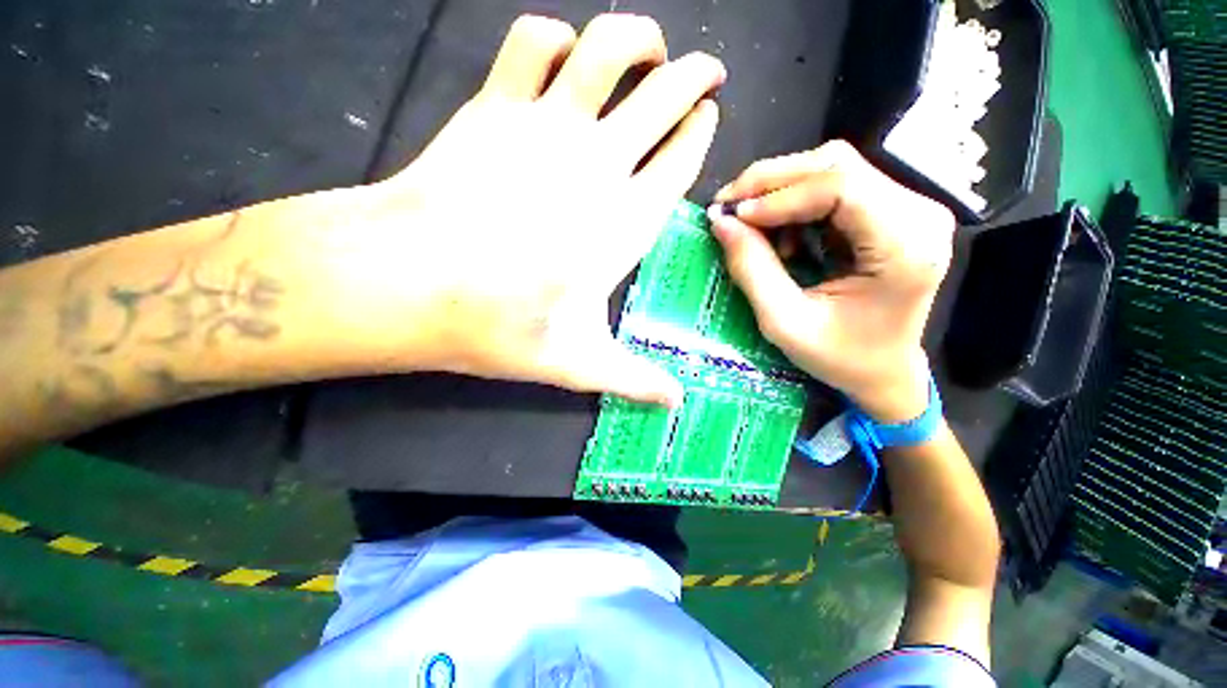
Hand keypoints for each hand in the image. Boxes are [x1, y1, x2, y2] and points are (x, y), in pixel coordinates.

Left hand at [335, 15, 723, 404]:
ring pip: (610, 47)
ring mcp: (550, 123)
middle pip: (669, 92)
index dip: (702, 124)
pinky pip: (533, 41)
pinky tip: (552, 51)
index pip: (685, 155)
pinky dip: (546, 35)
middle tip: (702, 68)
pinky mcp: (497, 102)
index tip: (709, 109)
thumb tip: (674, 404)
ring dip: (633, 37)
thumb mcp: (570, 360)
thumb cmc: (490, 324)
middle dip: (696, 72)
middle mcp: (601, 159)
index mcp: (626, 217)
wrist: (409, 282)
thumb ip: (629, 377)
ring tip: (636, 47)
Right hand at [708, 141, 954, 421]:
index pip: (842, 187)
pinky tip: (791, 226)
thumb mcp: (791, 327)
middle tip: (734, 207)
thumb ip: (753, 270)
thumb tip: (720, 218)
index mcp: (907, 250)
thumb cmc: (848, 360)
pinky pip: (846, 177)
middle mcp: (921, 218)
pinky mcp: (905, 204)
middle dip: (777, 182)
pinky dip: (807, 194)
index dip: (783, 193)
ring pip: (838, 165)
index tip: (737, 214)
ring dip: (789, 186)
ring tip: (761, 222)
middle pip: (838, 166)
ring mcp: (917, 207)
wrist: (892, 371)